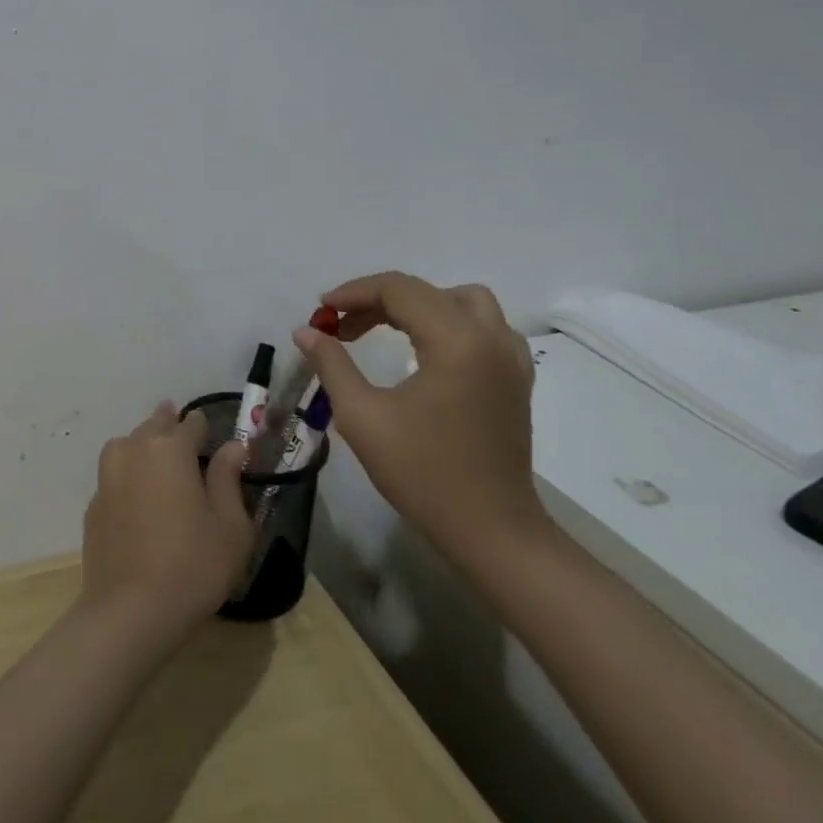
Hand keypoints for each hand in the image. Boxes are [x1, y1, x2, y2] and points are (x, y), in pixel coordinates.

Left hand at [79, 402, 255, 646]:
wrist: (129, 611)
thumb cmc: (192, 566)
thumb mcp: (230, 527)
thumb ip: (229, 479)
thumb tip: (233, 447)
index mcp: (171, 448)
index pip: (192, 424)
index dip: (203, 427)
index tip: (210, 436)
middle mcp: (135, 449)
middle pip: (155, 425)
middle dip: (170, 425)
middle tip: (182, 434)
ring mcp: (108, 474)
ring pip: (129, 444)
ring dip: (144, 445)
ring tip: (158, 460)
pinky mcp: (93, 503)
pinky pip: (115, 475)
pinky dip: (128, 476)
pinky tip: (138, 498)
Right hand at [295, 272, 546, 572]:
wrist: (493, 533)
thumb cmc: (424, 475)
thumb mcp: (363, 418)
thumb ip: (332, 365)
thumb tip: (306, 331)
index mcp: (456, 341)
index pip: (399, 290)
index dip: (354, 292)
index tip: (321, 310)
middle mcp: (489, 337)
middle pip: (426, 291)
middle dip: (378, 300)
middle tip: (342, 326)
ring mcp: (510, 357)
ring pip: (461, 301)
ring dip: (418, 305)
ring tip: (385, 329)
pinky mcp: (517, 378)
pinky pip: (484, 325)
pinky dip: (449, 322)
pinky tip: (427, 350)